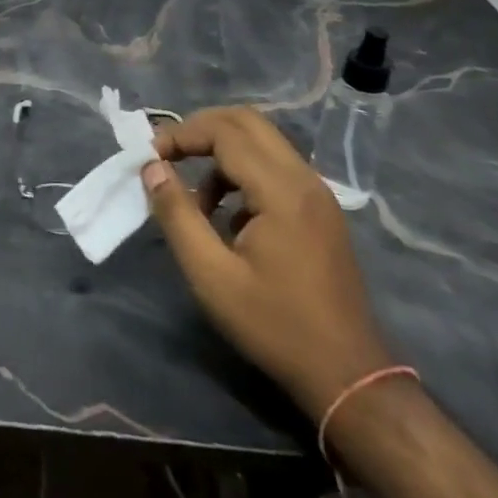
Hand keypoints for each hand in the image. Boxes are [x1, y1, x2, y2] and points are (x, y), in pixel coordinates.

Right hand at [142, 106, 393, 417]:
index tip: (150, 157)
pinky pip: (276, 167)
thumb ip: (177, 215)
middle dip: (201, 130)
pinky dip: (243, 172)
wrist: (348, 376)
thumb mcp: (212, 275)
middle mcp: (304, 179)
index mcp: (281, 190)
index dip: (181, 135)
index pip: (224, 132)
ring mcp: (318, 193)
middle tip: (168, 156)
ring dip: (222, 152)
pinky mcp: (321, 209)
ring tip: (196, 199)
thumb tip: (151, 168)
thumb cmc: (274, 326)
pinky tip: (228, 218)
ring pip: (263, 142)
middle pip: (246, 121)